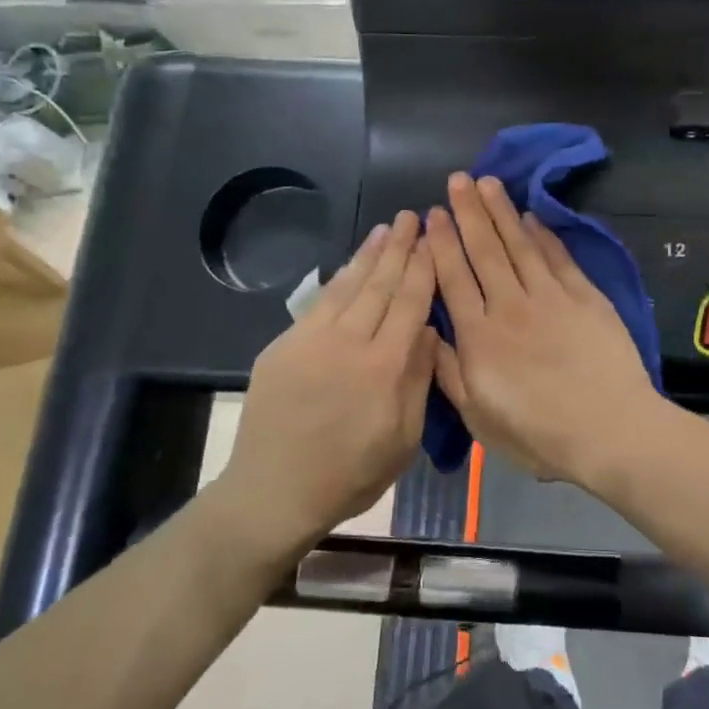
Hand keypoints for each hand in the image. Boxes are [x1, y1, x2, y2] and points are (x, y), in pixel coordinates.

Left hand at [214, 211, 436, 556]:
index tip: (434, 240)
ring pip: (347, 287)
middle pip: (379, 285)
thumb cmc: (351, 474)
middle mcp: (348, 343)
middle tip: (411, 217)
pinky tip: (349, 266)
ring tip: (385, 229)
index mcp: (384, 367)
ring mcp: (310, 341)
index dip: (423, 268)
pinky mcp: (283, 346)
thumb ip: (418, 379)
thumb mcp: (403, 438)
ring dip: (369, 255)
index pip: (409, 303)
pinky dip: (338, 279)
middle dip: (399, 249)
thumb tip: (426, 330)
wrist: (274, 492)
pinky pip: (318, 303)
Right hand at [426, 174, 660, 481]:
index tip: (432, 214)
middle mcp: (510, 306)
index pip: (454, 278)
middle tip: (457, 179)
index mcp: (479, 337)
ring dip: (502, 211)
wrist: (610, 429)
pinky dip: (543, 234)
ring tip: (488, 183)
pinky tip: (532, 217)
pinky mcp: (585, 296)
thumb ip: (449, 372)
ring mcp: (550, 297)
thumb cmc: (539, 435)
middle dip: (468, 212)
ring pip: (520, 244)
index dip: (441, 244)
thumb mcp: (479, 417)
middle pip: (485, 250)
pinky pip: (558, 257)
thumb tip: (425, 333)